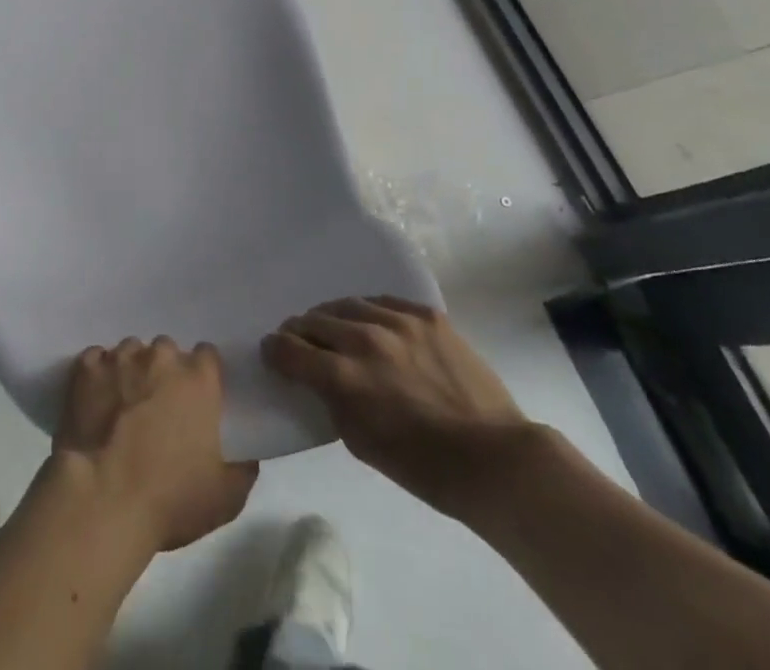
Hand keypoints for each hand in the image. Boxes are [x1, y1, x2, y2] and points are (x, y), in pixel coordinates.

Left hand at [50, 337, 258, 552]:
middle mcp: (160, 357)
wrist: (103, 496)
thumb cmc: (170, 498)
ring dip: (132, 369)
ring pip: (131, 351)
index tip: (198, 398)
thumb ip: (242, 470)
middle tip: (159, 405)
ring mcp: (120, 358)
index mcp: (198, 379)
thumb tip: (247, 457)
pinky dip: (98, 374)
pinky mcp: (86, 368)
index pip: (207, 356)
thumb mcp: (225, 498)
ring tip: (124, 402)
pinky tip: (97, 397)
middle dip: (165, 371)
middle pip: (167, 350)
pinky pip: (96, 359)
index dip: (204, 375)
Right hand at [263, 297, 531, 518]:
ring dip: (331, 318)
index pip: (288, 349)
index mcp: (344, 377)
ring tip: (334, 329)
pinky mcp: (425, 314)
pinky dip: (367, 312)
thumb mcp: (361, 443)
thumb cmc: (424, 467)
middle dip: (299, 332)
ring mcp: (397, 322)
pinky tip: (370, 324)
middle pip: (312, 320)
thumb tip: (316, 377)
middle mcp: (363, 339)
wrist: (496, 459)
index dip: (274, 350)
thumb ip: (331, 401)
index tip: (273, 353)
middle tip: (301, 343)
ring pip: (345, 305)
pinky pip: (382, 301)